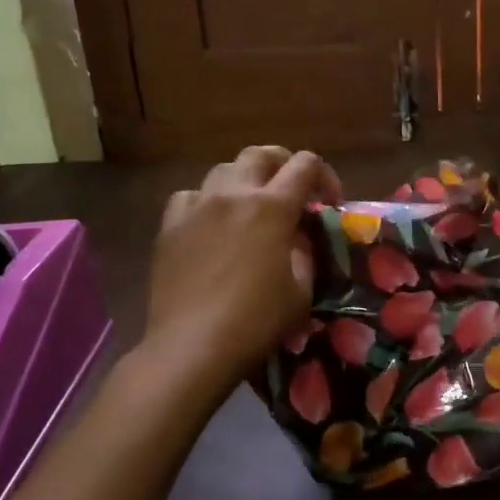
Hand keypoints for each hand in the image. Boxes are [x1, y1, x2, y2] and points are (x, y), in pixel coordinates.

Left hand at [143, 147, 342, 388]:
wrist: (191, 346)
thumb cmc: (255, 321)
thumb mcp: (301, 289)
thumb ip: (304, 251)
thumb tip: (297, 234)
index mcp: (272, 206)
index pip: (305, 164)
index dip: (325, 176)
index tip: (329, 202)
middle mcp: (233, 194)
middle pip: (260, 154)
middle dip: (283, 164)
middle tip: (292, 190)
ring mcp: (197, 206)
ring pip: (223, 169)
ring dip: (245, 180)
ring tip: (251, 206)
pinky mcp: (170, 225)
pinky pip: (190, 196)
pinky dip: (207, 201)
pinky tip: (211, 223)